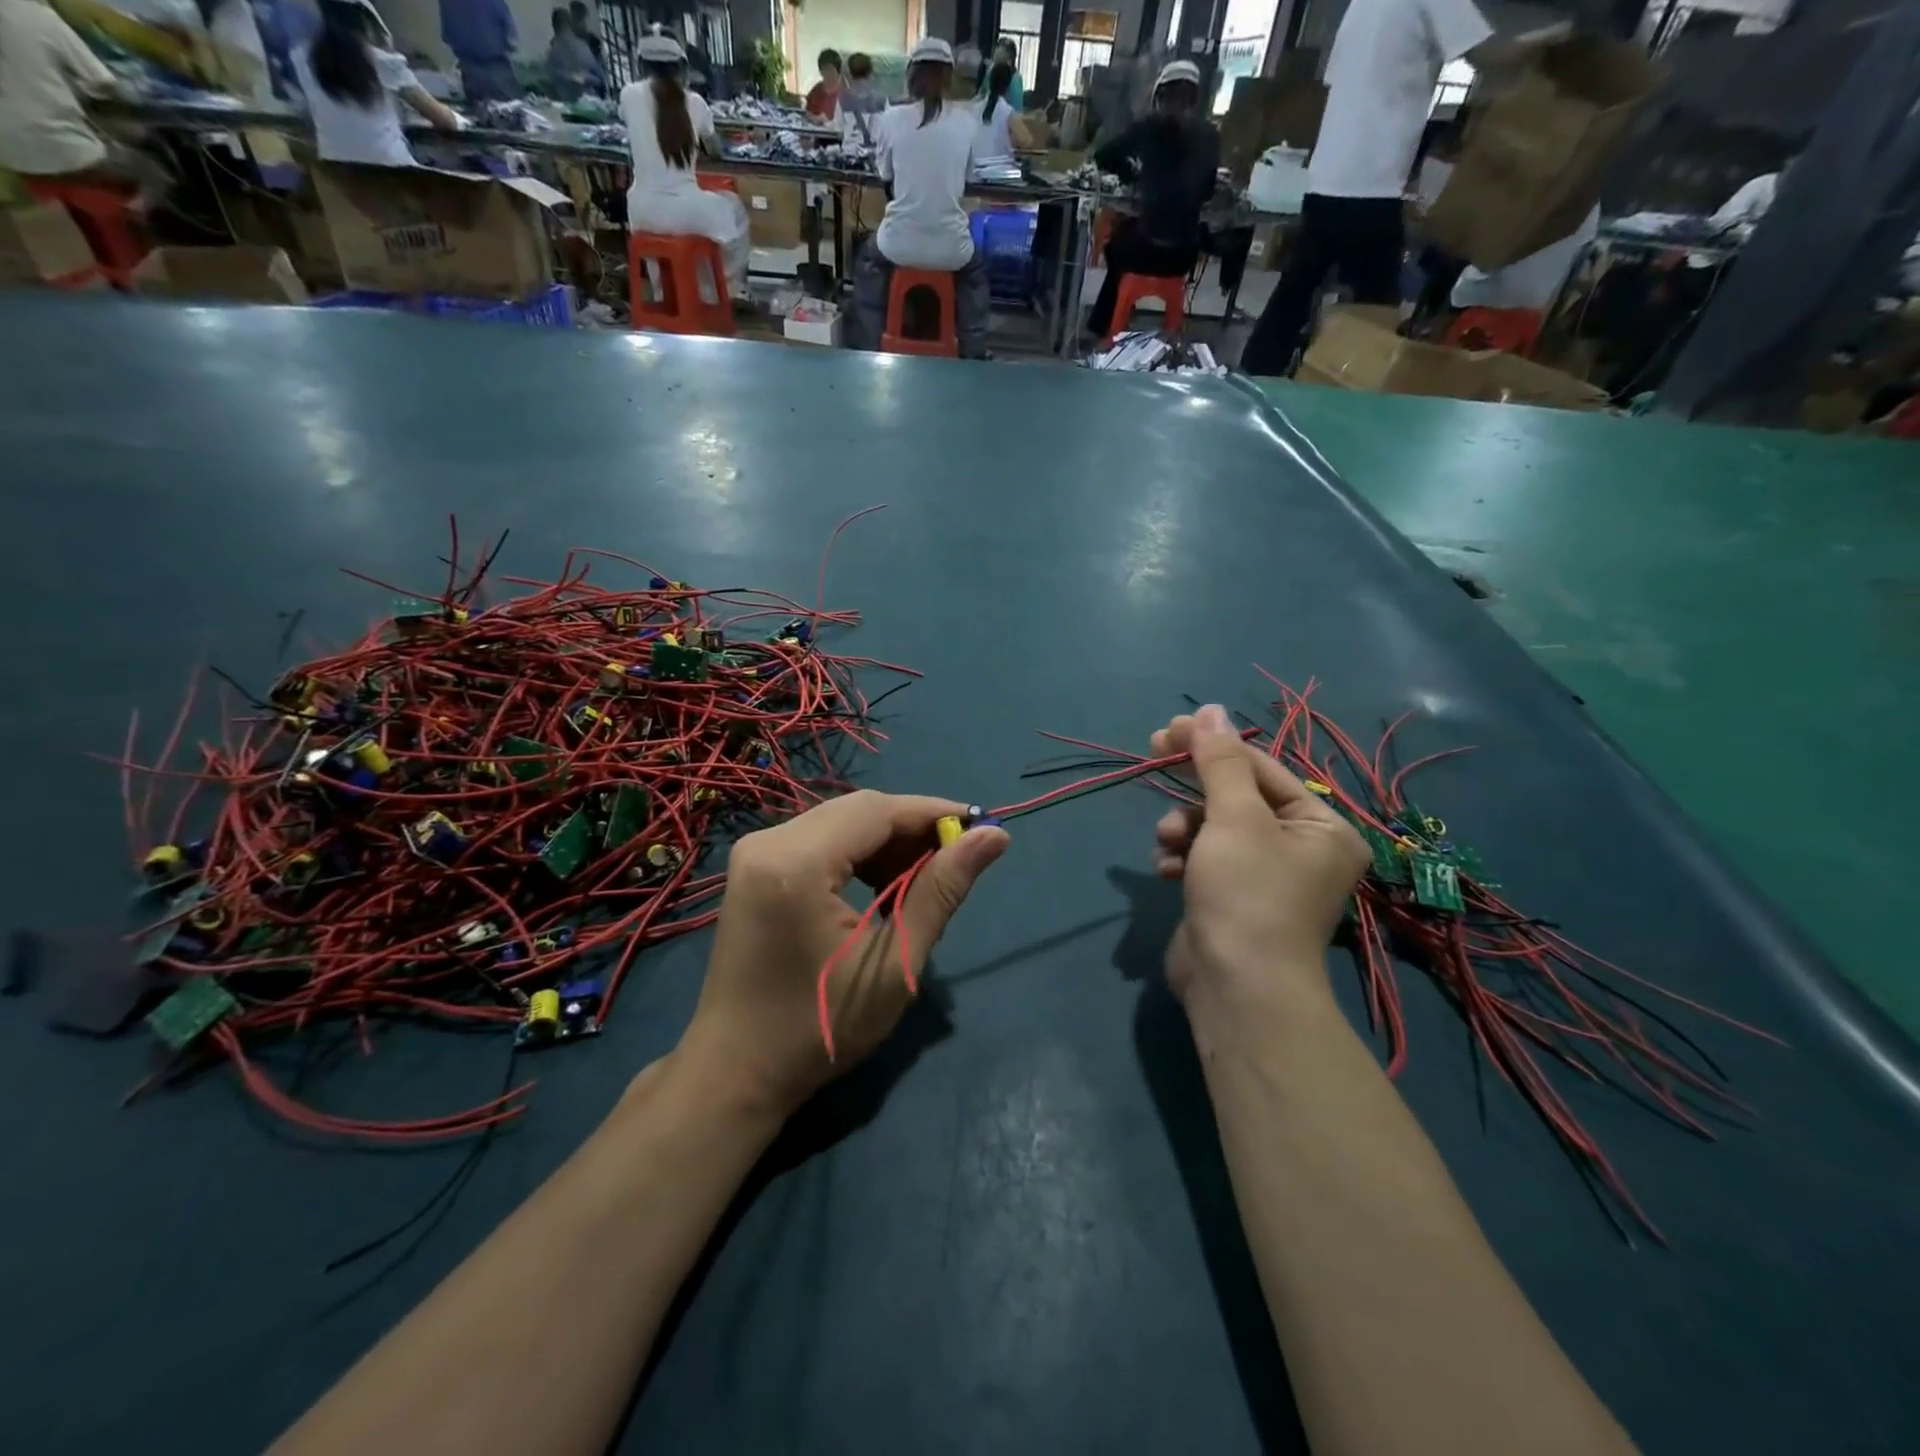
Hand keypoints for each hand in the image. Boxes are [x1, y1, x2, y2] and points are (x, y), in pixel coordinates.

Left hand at [677, 791, 1007, 1118]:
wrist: (736, 1071)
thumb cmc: (820, 1028)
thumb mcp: (895, 965)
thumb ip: (941, 891)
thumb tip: (993, 837)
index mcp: (797, 863)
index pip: (877, 811)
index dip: (933, 813)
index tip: (982, 826)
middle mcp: (768, 842)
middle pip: (857, 810)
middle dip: (912, 828)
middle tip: (957, 858)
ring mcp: (755, 852)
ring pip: (839, 821)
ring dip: (886, 841)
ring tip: (924, 878)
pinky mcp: (754, 867)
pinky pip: (818, 839)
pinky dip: (857, 853)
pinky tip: (883, 884)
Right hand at [1151, 705, 1368, 1010]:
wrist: (1236, 988)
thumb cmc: (1247, 894)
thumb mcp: (1234, 818)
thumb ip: (1220, 762)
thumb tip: (1210, 709)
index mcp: (1319, 826)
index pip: (1261, 768)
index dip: (1213, 745)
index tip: (1168, 729)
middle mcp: (1299, 848)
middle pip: (1236, 795)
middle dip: (1194, 787)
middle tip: (1153, 751)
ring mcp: (1263, 876)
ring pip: (1213, 827)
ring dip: (1183, 828)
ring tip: (1168, 843)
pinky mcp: (1231, 898)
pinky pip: (1203, 859)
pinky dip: (1183, 859)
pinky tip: (1168, 872)